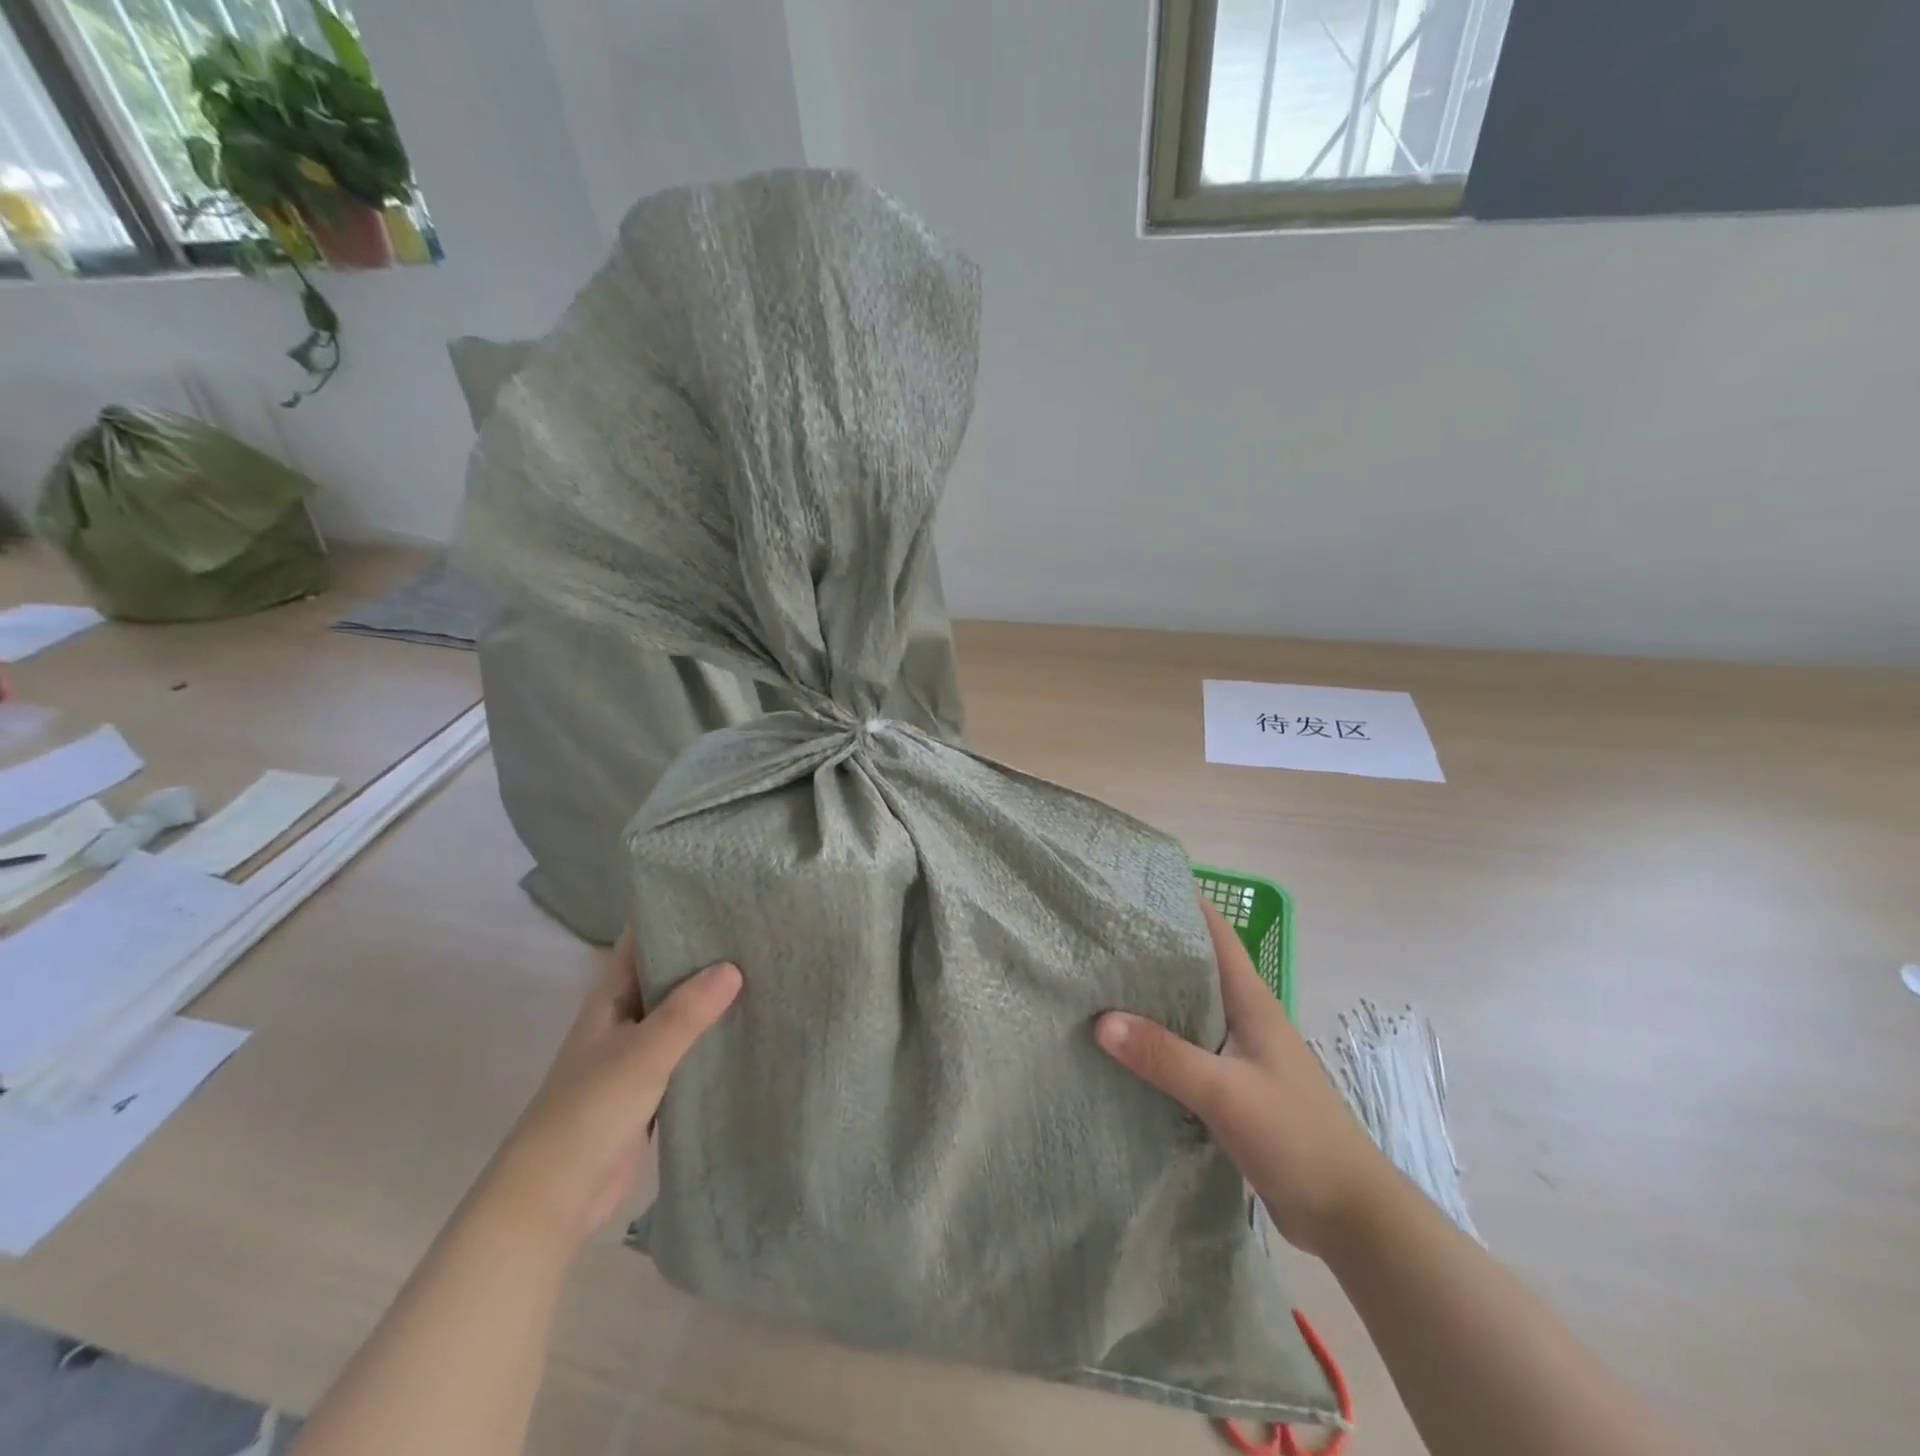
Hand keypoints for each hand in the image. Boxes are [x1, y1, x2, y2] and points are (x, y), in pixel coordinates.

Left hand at [473, 927, 740, 1251]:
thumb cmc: (587, 1113)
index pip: (646, 936)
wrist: (554, 1199)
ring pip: (685, 1009)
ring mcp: (641, 1049)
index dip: (678, 910)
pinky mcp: (657, 1084)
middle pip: (671, 969)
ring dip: (716, 993)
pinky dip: (716, 1034)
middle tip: (762, 924)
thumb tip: (735, 966)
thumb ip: (687, 1012)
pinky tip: (754, 1023)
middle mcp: (627, 1013)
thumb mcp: (641, 1055)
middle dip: (709, 949)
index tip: (725, 890)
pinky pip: (692, 1046)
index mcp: (612, 994)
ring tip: (769, 965)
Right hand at [1096, 895, 1390, 1255]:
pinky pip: (1185, 1048)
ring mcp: (1238, 1052)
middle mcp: (1243, 1016)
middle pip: (1194, 967)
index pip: (1215, 933)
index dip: (1182, 902)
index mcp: (1251, 1000)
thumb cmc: (1296, 1136)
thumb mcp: (1226, 1092)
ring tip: (1099, 978)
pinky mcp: (1230, 1086)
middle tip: (1099, 931)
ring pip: (1187, 1009)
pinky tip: (1122, 1043)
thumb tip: (1101, 1020)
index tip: (1134, 885)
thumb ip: (1166, 1056)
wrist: (1347, 1214)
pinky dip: (1156, 1039)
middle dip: (1153, 946)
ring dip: (1151, 995)